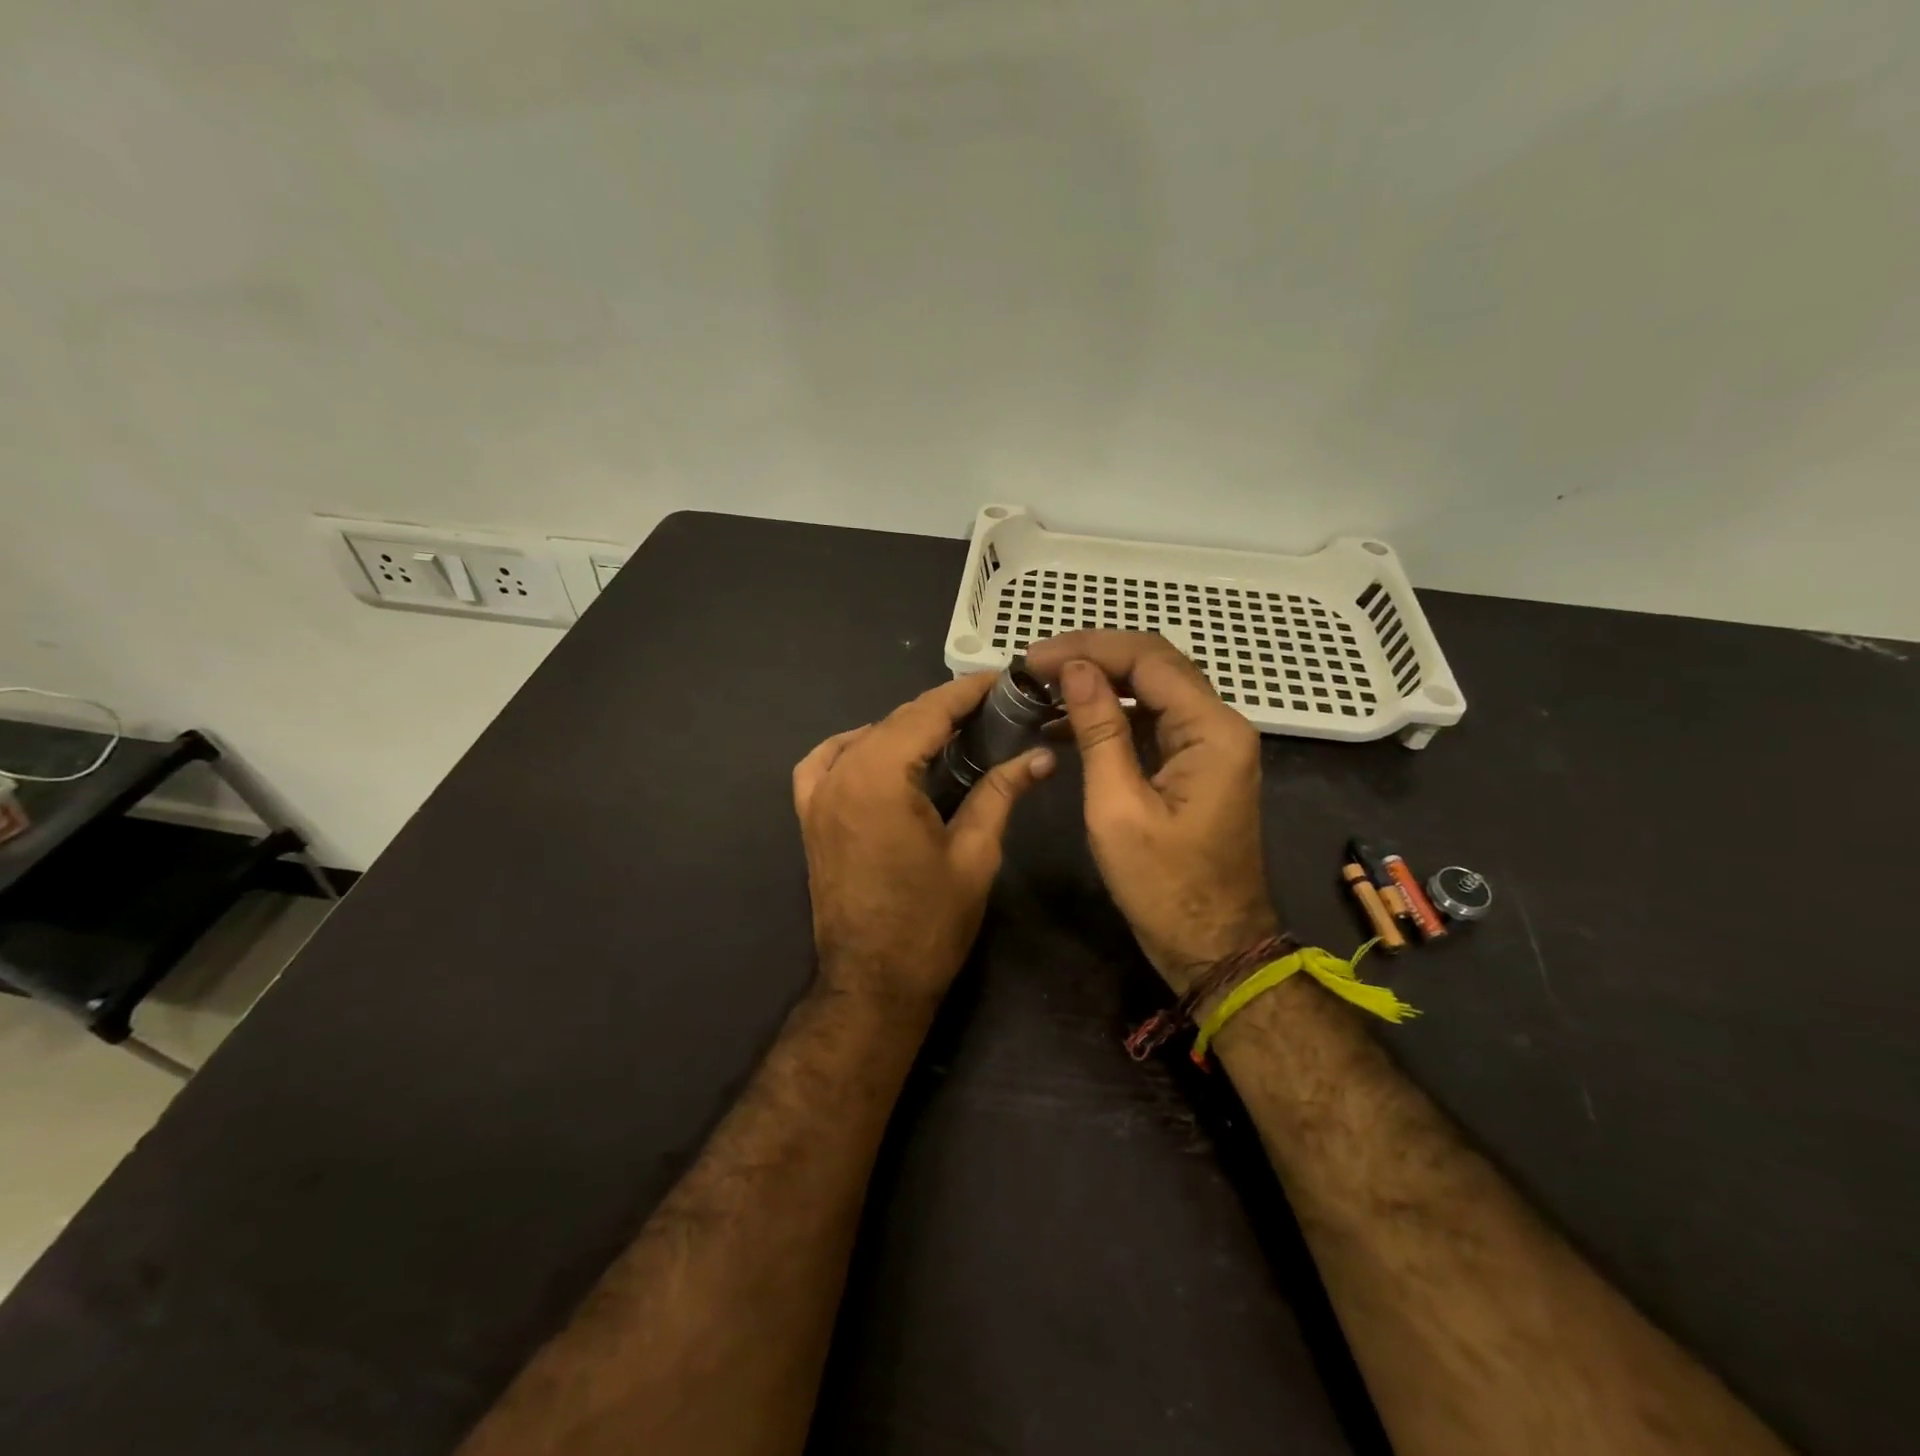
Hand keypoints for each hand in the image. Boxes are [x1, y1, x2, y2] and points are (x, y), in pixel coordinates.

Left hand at [793, 675, 1054, 1009]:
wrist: (872, 982)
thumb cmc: (929, 923)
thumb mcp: (974, 854)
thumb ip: (1001, 793)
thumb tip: (1040, 756)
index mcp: (880, 777)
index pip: (928, 712)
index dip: (967, 692)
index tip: (1003, 679)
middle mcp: (841, 773)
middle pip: (897, 719)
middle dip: (944, 708)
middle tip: (991, 707)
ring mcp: (818, 794)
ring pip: (866, 736)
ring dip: (907, 727)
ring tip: (950, 732)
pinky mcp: (810, 815)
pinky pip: (827, 760)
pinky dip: (856, 745)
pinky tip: (883, 752)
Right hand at [1024, 632, 1278, 991]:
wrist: (1214, 947)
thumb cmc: (1164, 887)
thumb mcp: (1118, 808)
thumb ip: (1099, 732)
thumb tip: (1076, 670)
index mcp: (1212, 731)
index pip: (1149, 659)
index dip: (1089, 649)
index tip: (1035, 659)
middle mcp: (1220, 725)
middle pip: (1155, 666)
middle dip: (1094, 657)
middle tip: (1036, 667)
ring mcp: (1211, 745)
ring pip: (1153, 690)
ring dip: (1101, 684)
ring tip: (1044, 689)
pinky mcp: (1197, 765)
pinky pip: (1153, 722)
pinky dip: (1112, 715)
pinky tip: (1067, 723)